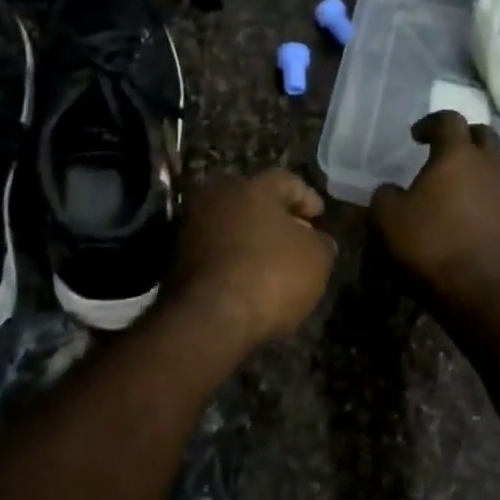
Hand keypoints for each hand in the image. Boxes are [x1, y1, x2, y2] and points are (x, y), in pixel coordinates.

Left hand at [169, 170, 336, 348]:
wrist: (210, 318)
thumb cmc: (272, 276)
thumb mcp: (317, 259)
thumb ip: (321, 242)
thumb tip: (316, 240)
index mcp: (253, 187)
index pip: (288, 181)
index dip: (308, 199)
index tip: (320, 219)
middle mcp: (218, 198)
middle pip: (256, 202)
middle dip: (279, 220)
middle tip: (299, 240)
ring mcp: (193, 227)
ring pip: (233, 227)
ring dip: (254, 241)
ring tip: (276, 265)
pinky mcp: (179, 259)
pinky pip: (218, 252)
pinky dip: (235, 261)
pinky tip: (250, 281)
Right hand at [371, 112, 499, 307]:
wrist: (485, 293)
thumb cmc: (431, 248)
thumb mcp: (387, 220)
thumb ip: (385, 195)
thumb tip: (391, 190)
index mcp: (458, 155)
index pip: (448, 120)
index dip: (430, 123)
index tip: (416, 137)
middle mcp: (494, 164)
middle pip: (483, 135)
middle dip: (463, 140)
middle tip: (444, 156)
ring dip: (481, 171)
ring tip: (461, 191)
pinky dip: (492, 199)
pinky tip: (477, 219)